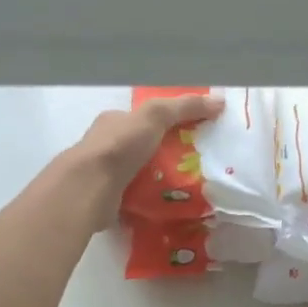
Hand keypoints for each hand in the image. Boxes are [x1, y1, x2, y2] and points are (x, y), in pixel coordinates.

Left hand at [67, 92, 226, 227]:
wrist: (88, 188)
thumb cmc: (119, 146)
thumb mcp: (155, 116)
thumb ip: (184, 107)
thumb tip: (219, 101)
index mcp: (114, 121)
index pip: (144, 118)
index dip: (169, 122)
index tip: (194, 134)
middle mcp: (106, 145)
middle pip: (144, 147)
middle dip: (167, 154)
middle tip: (197, 165)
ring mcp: (105, 174)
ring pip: (140, 173)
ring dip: (160, 179)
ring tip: (190, 188)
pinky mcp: (107, 199)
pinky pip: (136, 197)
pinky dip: (152, 200)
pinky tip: (171, 205)